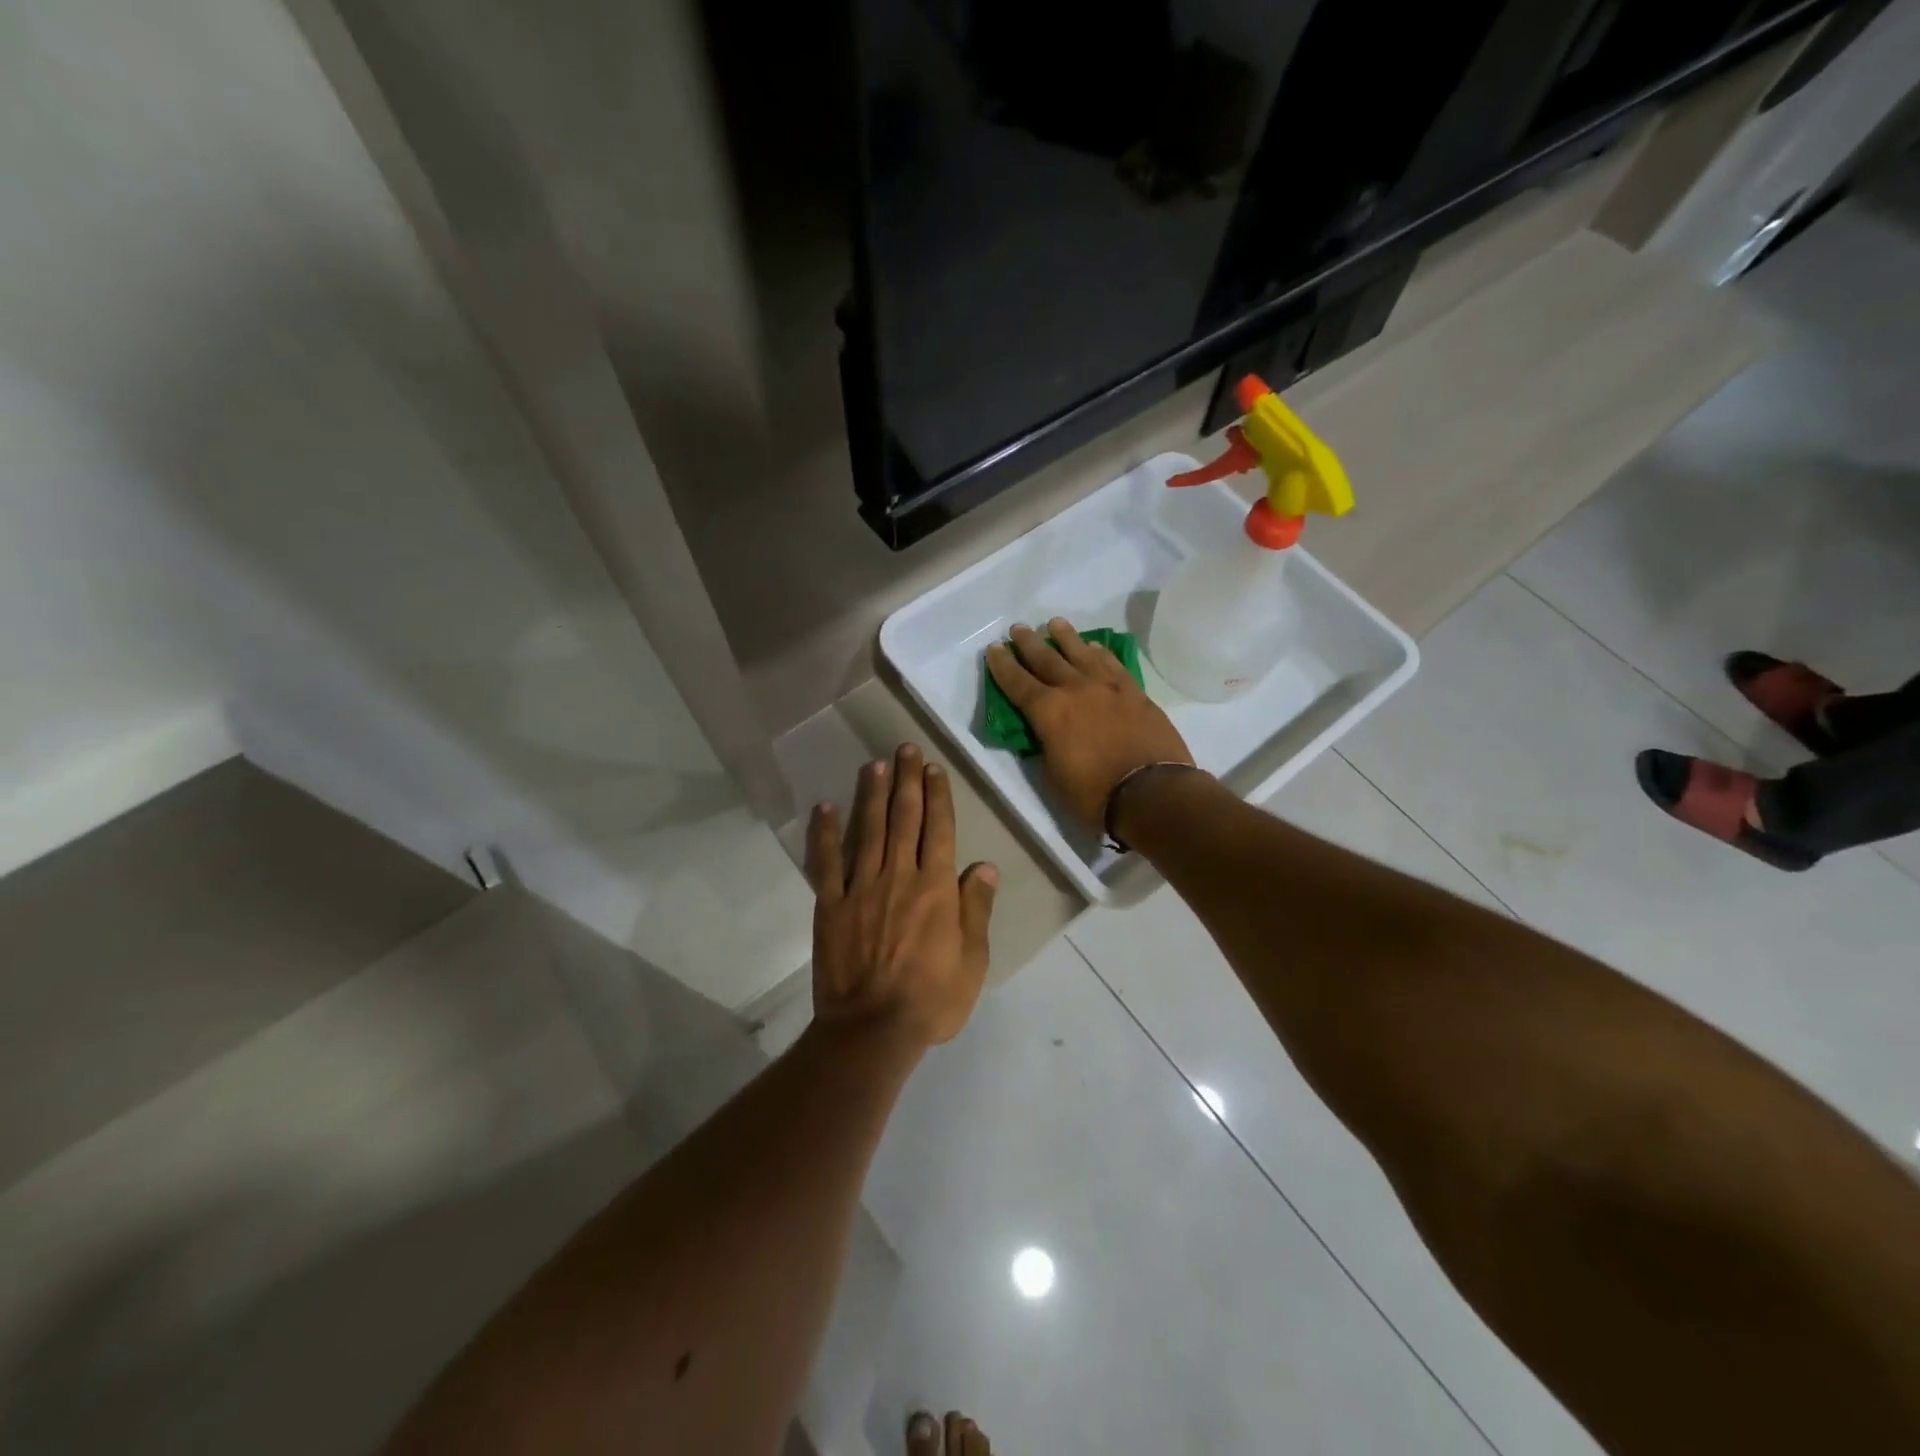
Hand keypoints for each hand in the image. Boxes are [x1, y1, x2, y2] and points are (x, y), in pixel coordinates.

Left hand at [806, 744, 997, 1048]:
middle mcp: (899, 875)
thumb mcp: (973, 959)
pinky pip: (826, 862)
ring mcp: (861, 887)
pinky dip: (824, 833)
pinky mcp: (831, 904)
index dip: (937, 795)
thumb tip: (986, 866)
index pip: (939, 829)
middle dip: (906, 780)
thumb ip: (977, 908)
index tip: (933, 768)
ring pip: (868, 830)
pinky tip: (825, 807)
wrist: (873, 1029)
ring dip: (871, 794)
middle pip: (904, 818)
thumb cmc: (932, 998)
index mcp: (936, 887)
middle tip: (905, 749)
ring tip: (874, 764)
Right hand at [986, 618, 1195, 828]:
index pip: (1017, 682)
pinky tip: (1095, 646)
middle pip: (1046, 659)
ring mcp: (1108, 687)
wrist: (1152, 793)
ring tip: (1055, 624)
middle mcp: (1075, 689)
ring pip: (1081, 653)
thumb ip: (1046, 744)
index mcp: (1048, 711)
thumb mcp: (1053, 774)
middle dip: (1029, 643)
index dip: (1003, 665)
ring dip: (1065, 637)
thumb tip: (1047, 730)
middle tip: (1018, 629)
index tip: (994, 648)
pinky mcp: (1134, 692)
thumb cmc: (1094, 794)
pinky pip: (1112, 663)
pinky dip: (1100, 652)